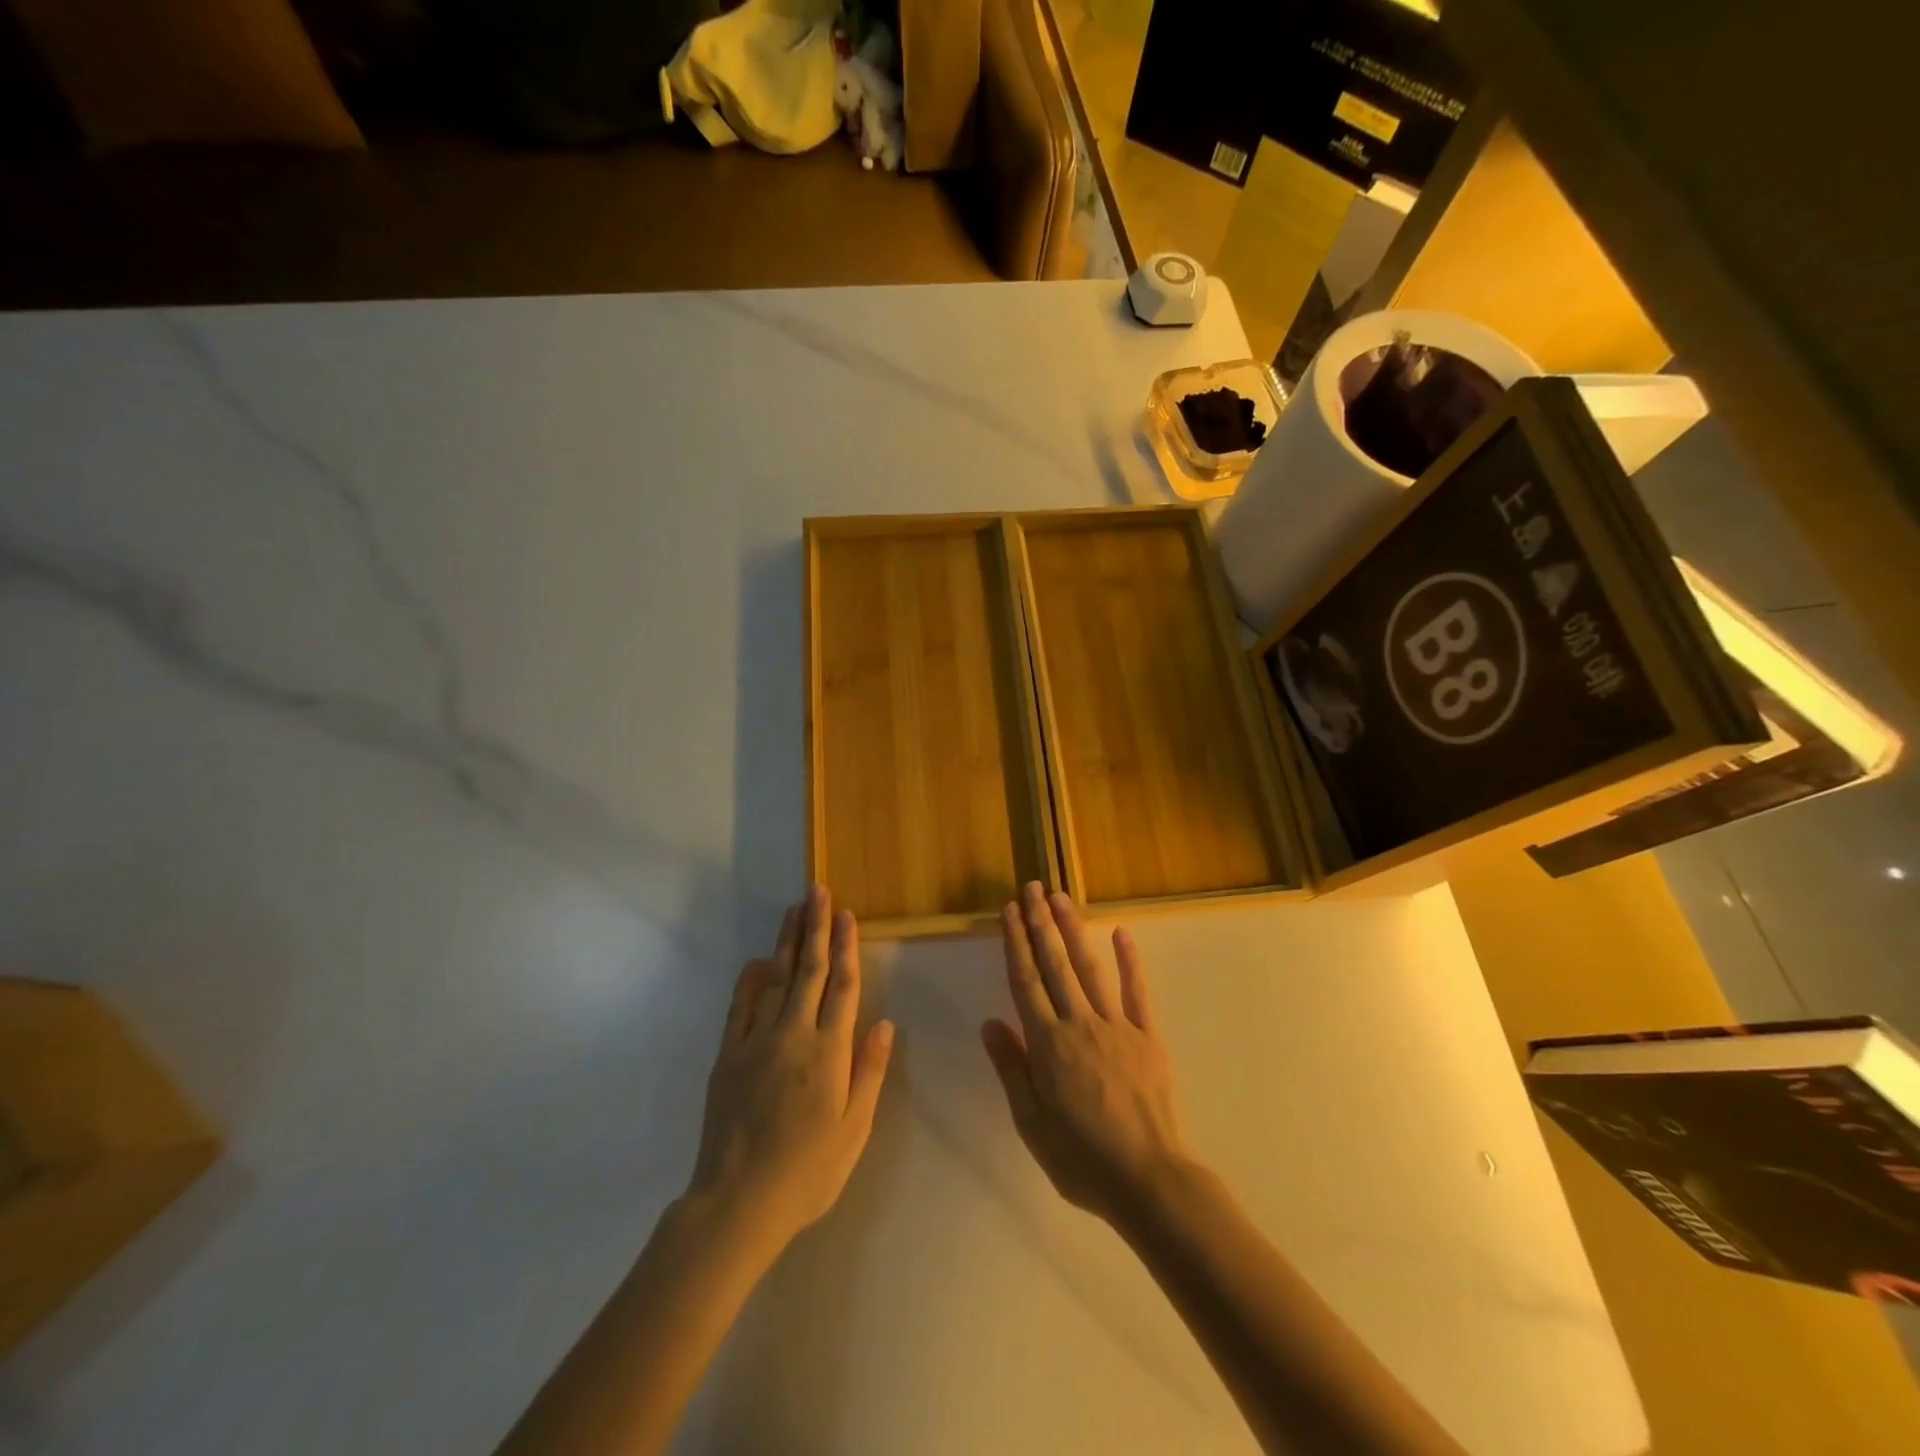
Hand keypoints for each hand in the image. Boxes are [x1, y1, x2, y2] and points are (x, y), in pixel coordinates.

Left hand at [687, 886, 894, 1255]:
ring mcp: (756, 1042)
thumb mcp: (854, 1130)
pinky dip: (749, 981)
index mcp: (829, 1052)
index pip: (842, 986)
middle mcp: (793, 1035)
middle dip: (816, 928)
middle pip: (809, 971)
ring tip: (793, 911)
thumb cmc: (807, 1172)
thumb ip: (868, 1072)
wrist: (737, 1203)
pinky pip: (740, 1008)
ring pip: (776, 980)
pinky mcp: (728, 1056)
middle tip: (817, 891)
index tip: (847, 915)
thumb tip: (884, 1022)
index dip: (846, 947)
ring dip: (787, 943)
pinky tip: (757, 961)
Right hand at [982, 883, 1190, 1226]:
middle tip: (1031, 888)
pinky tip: (1121, 932)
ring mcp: (1116, 1025)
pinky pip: (1136, 991)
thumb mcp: (1031, 1122)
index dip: (1015, 944)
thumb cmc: (1081, 1157)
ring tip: (1060, 898)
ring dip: (1073, 930)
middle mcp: (1079, 1024)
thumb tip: (990, 1023)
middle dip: (1040, 924)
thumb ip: (1011, 1069)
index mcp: (1047, 1044)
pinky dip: (1129, 960)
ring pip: (1089, 968)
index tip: (1008, 912)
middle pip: (1054, 965)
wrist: (1148, 1179)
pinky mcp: (1147, 1035)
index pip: (1025, 982)